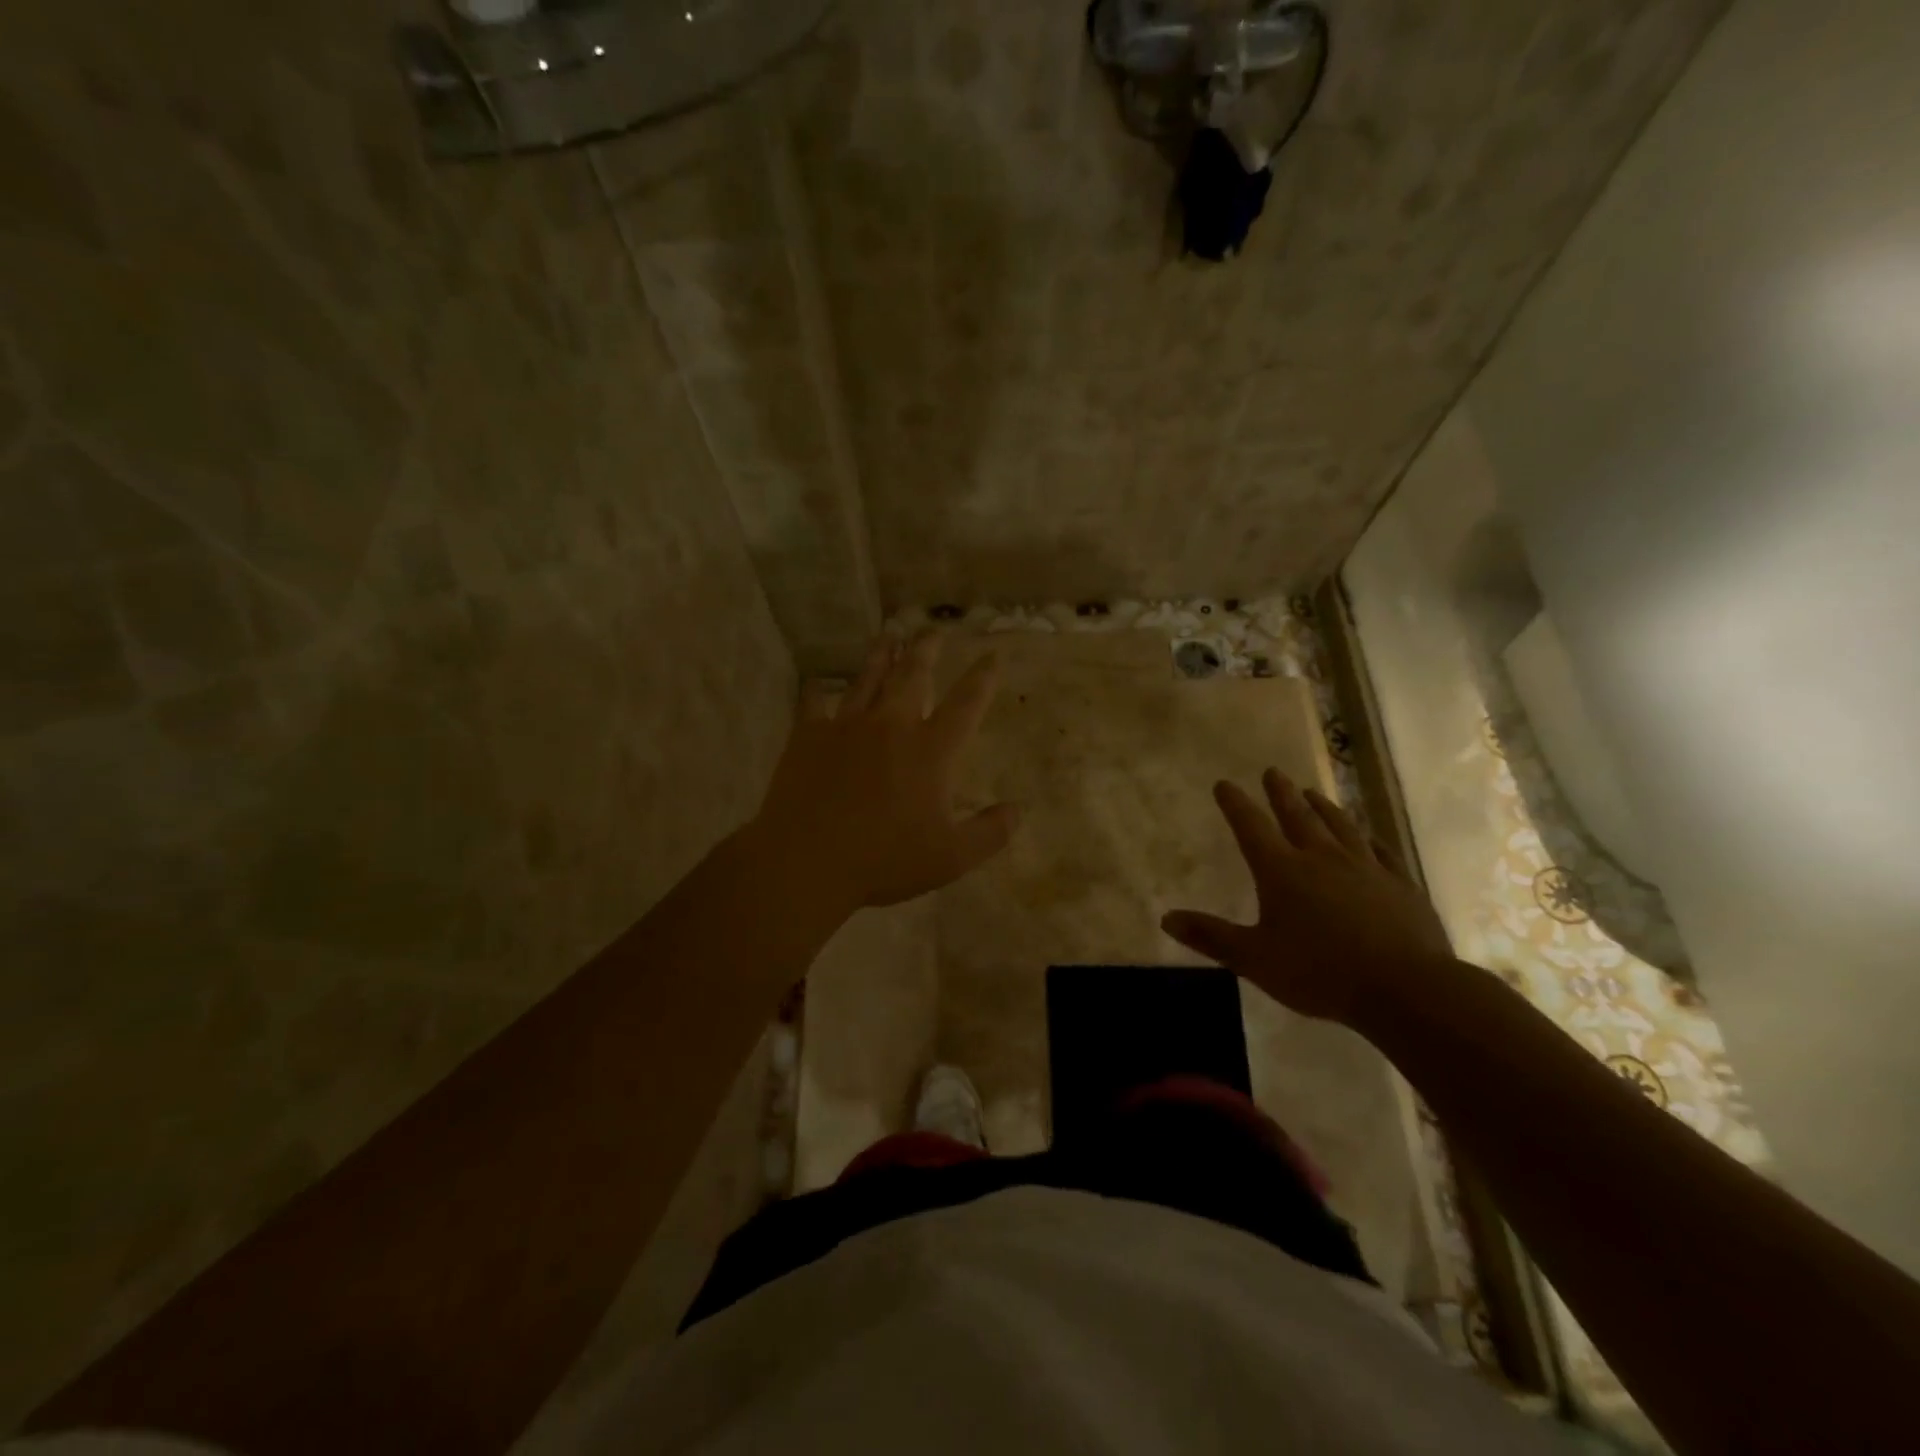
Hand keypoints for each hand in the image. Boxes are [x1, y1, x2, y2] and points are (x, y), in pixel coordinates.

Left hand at [750, 632, 1019, 912]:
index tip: (991, 655)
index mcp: (930, 751)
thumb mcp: (951, 857)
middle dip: (926, 649)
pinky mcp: (809, 735)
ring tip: (889, 635)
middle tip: (932, 630)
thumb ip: (990, 833)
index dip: (982, 678)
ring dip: (881, 655)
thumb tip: (1017, 810)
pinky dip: (817, 693)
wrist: (807, 859)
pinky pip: (814, 704)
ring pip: (868, 679)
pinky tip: (816, 685)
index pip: (966, 704)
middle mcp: (892, 726)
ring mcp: (847, 726)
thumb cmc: (885, 860)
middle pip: (913, 676)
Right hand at [1161, 769, 1454, 1028]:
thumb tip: (1166, 918)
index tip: (1224, 784)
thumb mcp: (1254, 959)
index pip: (1251, 827)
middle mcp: (1322, 858)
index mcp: (1282, 871)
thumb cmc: (1320, 972)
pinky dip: (1370, 840)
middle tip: (1273, 771)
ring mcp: (1366, 869)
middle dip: (1280, 793)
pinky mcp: (1401, 886)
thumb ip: (1211, 936)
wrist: (1406, 988)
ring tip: (1313, 793)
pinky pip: (1382, 854)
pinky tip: (1369, 837)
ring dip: (1324, 808)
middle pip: (1297, 817)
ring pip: (1340, 827)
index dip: (1235, 804)